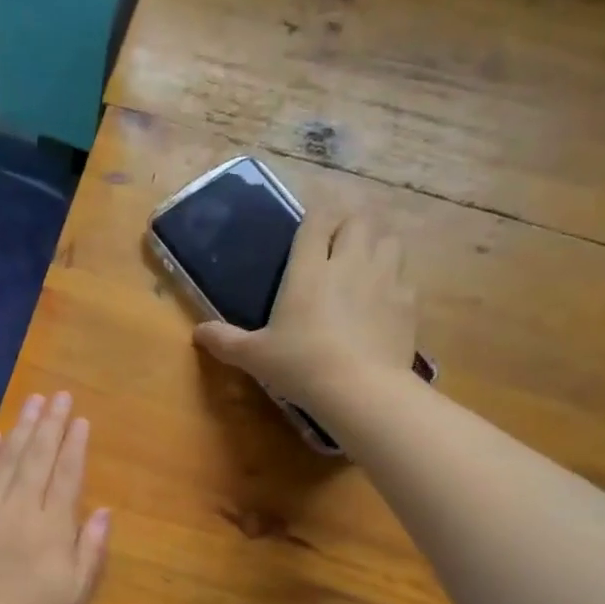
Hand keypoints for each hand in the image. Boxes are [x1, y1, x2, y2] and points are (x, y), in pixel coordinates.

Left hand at [0, 392, 110, 603]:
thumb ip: (91, 549)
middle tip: (58, 396)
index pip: (66, 474)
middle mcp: (18, 508)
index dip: (74, 445)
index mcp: (50, 525)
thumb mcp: (75, 593)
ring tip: (32, 403)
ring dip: (20, 429)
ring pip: (5, 460)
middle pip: (37, 457)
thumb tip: (105, 511)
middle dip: (50, 424)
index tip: (80, 419)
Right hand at [194, 198, 417, 421]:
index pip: (318, 220)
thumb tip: (197, 333)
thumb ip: (225, 341)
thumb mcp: (254, 356)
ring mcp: (384, 280)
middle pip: (359, 220)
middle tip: (337, 239)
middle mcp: (349, 263)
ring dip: (377, 242)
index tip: (312, 219)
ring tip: (366, 259)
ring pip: (389, 240)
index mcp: (309, 268)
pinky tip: (384, 296)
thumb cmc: (301, 365)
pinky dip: (395, 278)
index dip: (317, 213)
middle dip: (349, 222)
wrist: (360, 389)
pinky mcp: (407, 303)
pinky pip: (405, 276)